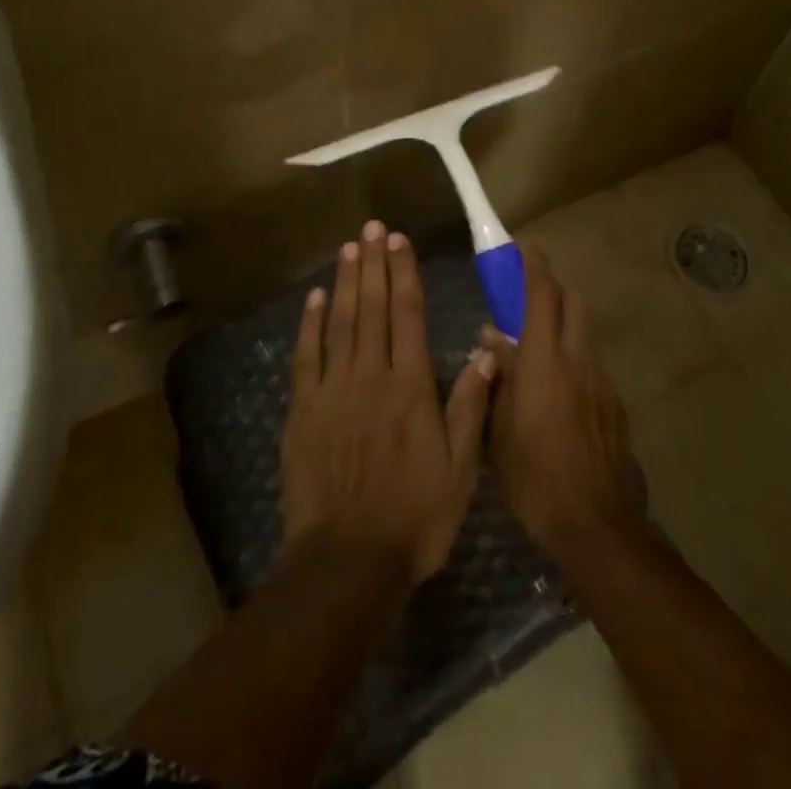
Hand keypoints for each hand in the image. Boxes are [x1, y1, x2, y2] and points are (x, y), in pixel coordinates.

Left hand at [282, 221, 497, 585]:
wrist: (347, 562)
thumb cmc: (413, 517)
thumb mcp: (459, 469)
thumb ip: (470, 406)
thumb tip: (486, 351)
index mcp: (410, 387)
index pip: (408, 315)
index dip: (404, 274)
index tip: (400, 241)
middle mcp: (371, 376)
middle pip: (373, 308)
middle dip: (374, 264)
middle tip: (372, 227)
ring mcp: (333, 390)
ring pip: (340, 322)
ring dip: (346, 282)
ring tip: (350, 248)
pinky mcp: (304, 410)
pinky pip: (307, 356)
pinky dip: (311, 323)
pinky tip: (316, 297)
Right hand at [480, 243, 640, 554]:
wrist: (594, 525)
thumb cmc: (533, 475)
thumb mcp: (499, 426)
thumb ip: (498, 374)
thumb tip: (492, 336)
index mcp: (544, 359)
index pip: (543, 294)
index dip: (534, 265)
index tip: (524, 248)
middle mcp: (578, 359)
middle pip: (573, 302)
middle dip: (553, 292)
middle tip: (527, 306)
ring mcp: (602, 382)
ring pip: (584, 335)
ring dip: (563, 330)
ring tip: (538, 359)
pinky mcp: (615, 406)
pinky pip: (592, 367)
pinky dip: (574, 364)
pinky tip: (558, 400)